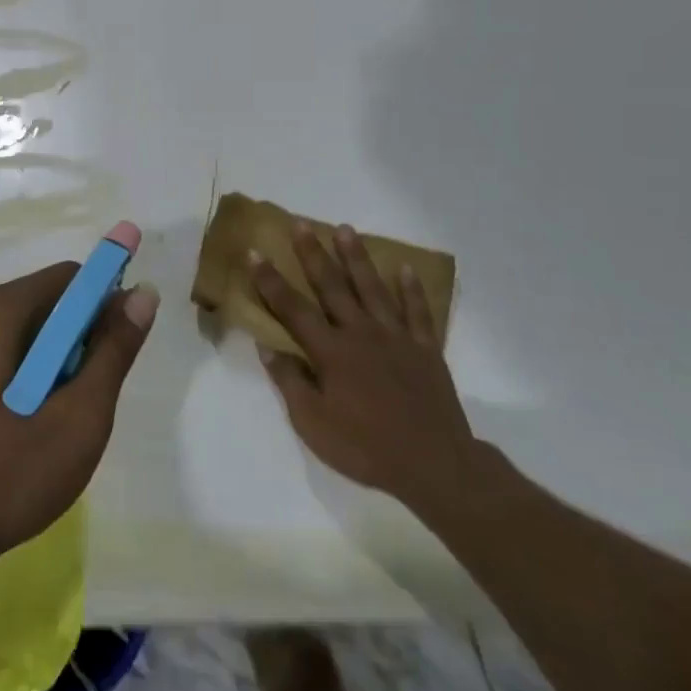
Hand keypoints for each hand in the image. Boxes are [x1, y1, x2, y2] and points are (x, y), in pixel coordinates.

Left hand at [0, 264, 158, 573]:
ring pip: (13, 332)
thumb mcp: (76, 420)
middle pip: (39, 303)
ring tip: (46, 425)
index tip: (115, 354)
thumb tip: (142, 293)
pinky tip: (10, 432)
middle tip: (79, 404)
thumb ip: (113, 352)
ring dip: (43, 364)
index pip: (67, 279)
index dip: (102, 305)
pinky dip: (12, 376)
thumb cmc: (1, 479)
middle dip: (71, 342)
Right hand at [253, 224, 484, 520]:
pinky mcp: (425, 349)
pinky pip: (417, 312)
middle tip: (300, 224)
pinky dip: (411, 289)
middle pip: (332, 286)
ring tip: (345, 229)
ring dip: (356, 257)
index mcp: (331, 352)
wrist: (435, 466)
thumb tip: (268, 347)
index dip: (270, 281)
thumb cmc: (367, 448)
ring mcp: (396, 338)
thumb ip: (290, 383)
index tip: (254, 252)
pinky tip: (405, 268)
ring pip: (372, 288)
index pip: (292, 309)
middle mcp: (360, 334)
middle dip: (313, 254)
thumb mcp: (314, 425)